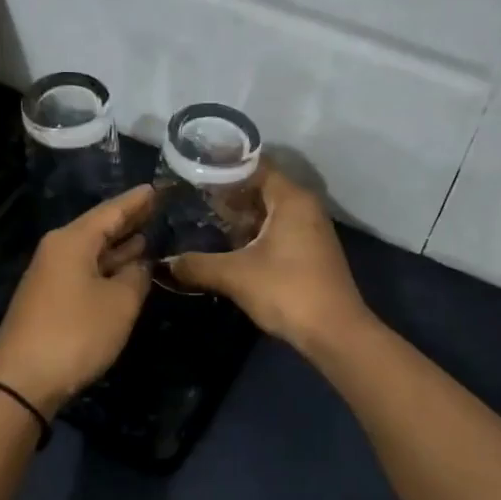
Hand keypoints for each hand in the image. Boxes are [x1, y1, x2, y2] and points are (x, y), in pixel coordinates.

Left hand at [0, 186, 155, 415]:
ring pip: (91, 251)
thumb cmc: (76, 333)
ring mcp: (51, 275)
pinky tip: (125, 269)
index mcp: (72, 241)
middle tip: (157, 208)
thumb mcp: (120, 303)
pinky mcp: (49, 299)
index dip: (136, 201)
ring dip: (118, 246)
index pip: (111, 211)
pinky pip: (84, 271)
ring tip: (147, 235)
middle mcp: (58, 250)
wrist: (22, 381)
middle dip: (128, 220)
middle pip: (98, 228)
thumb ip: (137, 277)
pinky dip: (107, 266)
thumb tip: (141, 265)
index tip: (157, 187)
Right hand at [168, 166, 370, 354]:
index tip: (194, 175)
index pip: (255, 167)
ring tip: (203, 225)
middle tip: (192, 202)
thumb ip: (197, 265)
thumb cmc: (287, 290)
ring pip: (269, 214)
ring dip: (240, 220)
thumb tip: (166, 263)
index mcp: (291, 199)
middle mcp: (305, 207)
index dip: (223, 170)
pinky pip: (277, 233)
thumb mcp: (235, 276)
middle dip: (227, 197)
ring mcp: (311, 231)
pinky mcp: (310, 253)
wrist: (334, 332)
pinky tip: (230, 251)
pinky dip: (254, 237)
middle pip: (261, 190)